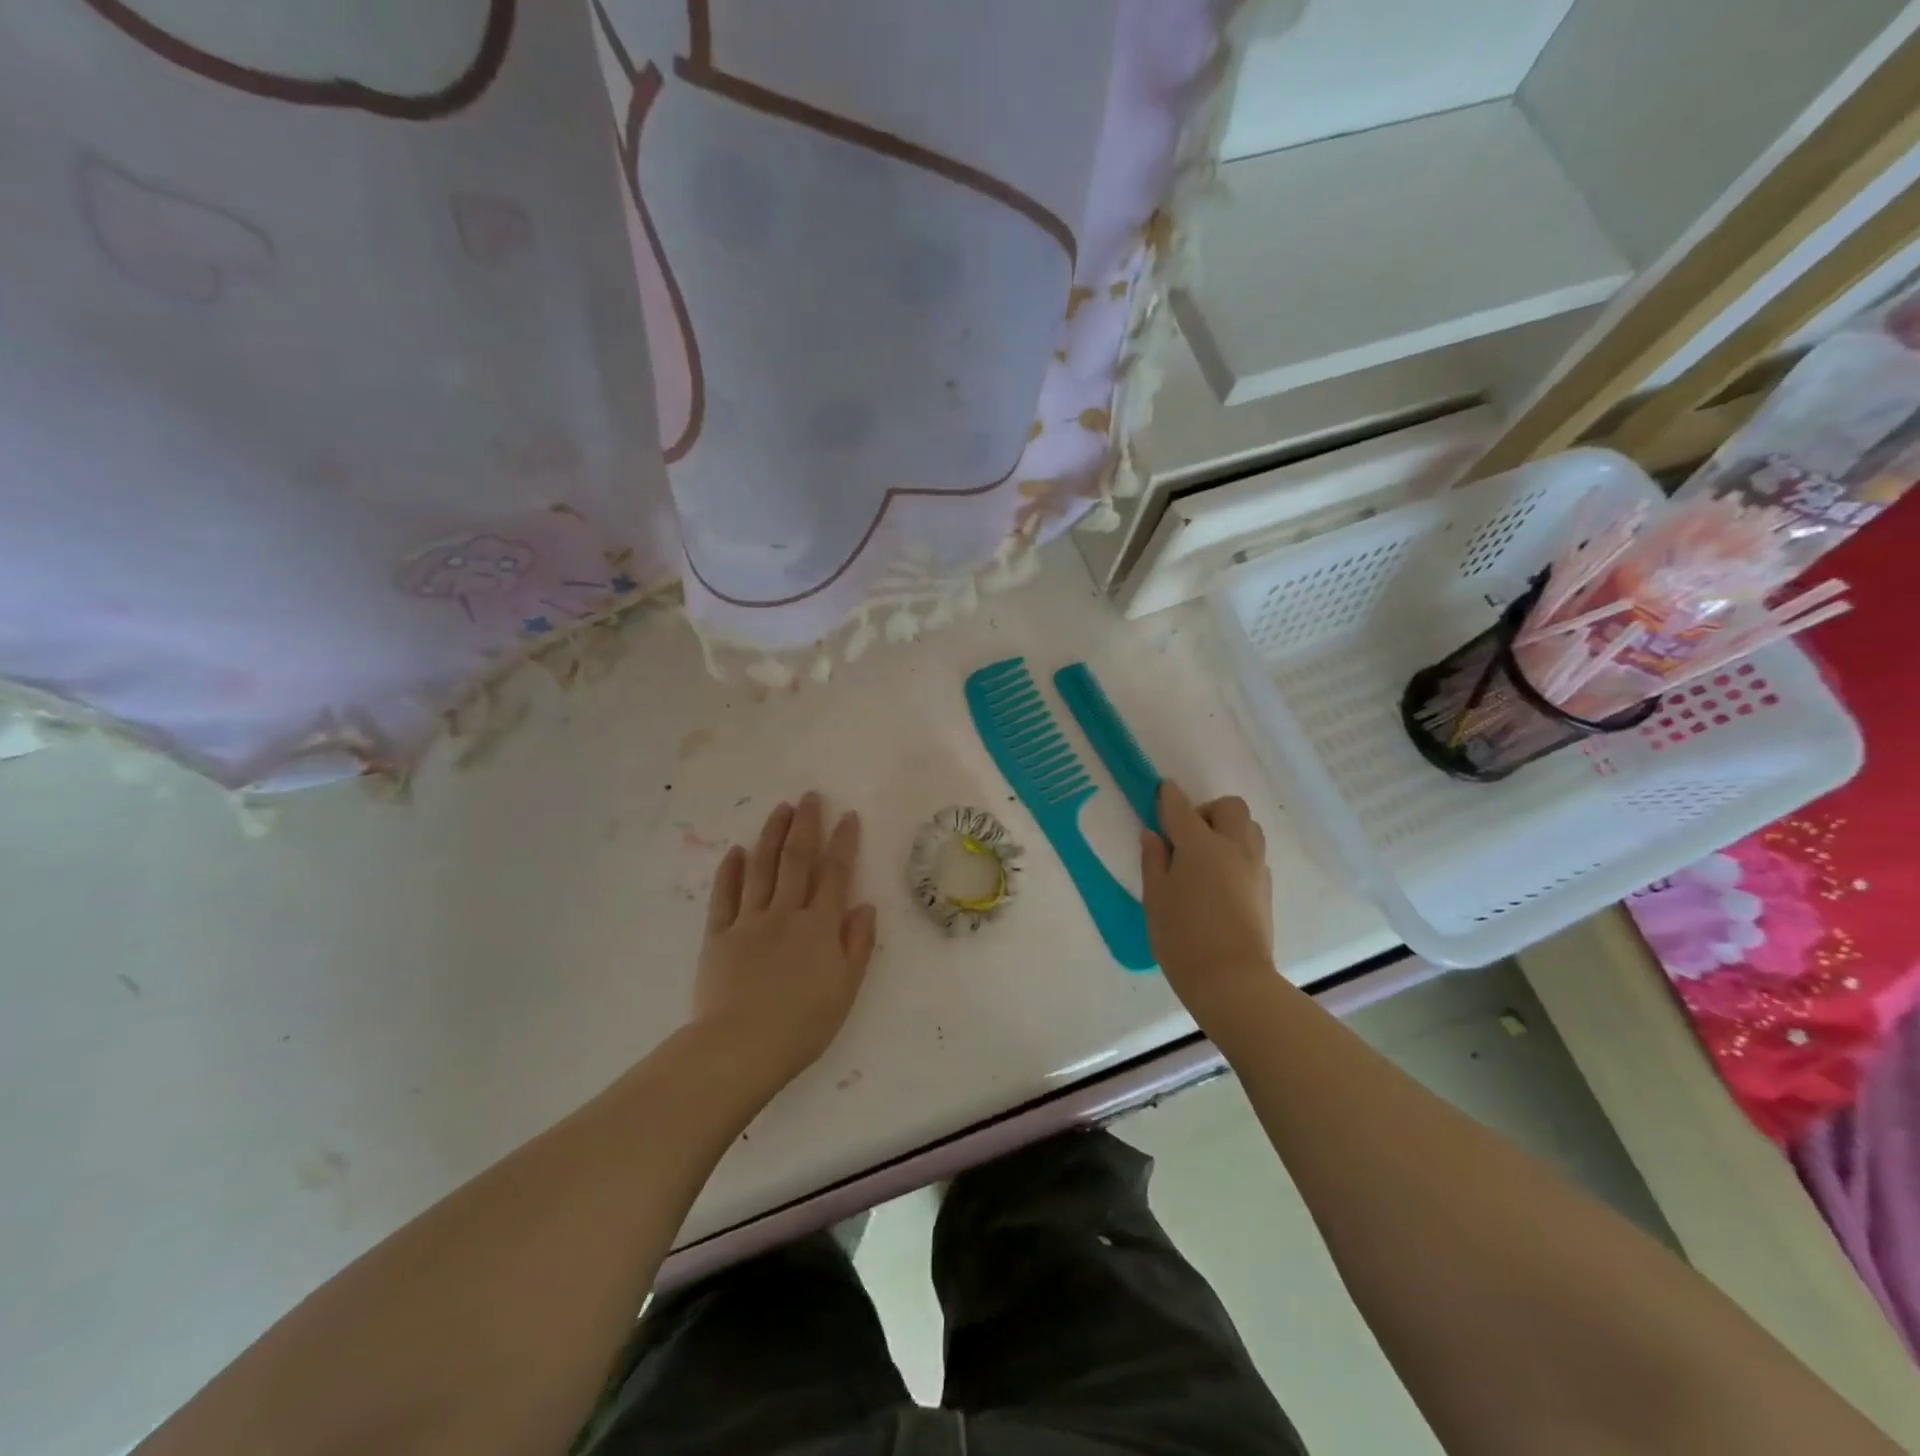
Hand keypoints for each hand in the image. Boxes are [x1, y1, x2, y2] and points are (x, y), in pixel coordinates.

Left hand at [694, 793, 878, 1087]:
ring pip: (761, 869)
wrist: (740, 1048)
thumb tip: (865, 906)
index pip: (835, 874)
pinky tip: (736, 851)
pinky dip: (730, 872)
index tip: (847, 815)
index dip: (843, 842)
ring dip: (771, 836)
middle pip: (796, 860)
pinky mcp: (718, 936)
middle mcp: (785, 913)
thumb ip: (857, 945)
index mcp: (819, 926)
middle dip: (805, 825)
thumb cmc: (802, 1025)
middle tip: (809, 796)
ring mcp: (748, 921)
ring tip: (780, 810)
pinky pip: (724, 897)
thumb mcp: (845, 989)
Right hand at [1140, 781, 1274, 1024]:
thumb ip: (1154, 861)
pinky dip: (1237, 853)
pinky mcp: (1266, 888)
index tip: (1161, 791)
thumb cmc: (1182, 937)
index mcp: (1200, 845)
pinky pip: (1254, 854)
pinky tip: (1219, 880)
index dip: (1168, 796)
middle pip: (1229, 807)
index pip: (1181, 807)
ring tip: (1205, 857)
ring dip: (1228, 830)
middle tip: (1186, 836)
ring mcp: (1255, 867)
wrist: (1232, 980)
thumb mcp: (1154, 898)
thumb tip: (1154, 835)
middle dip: (1207, 810)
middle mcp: (1233, 847)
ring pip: (1249, 828)